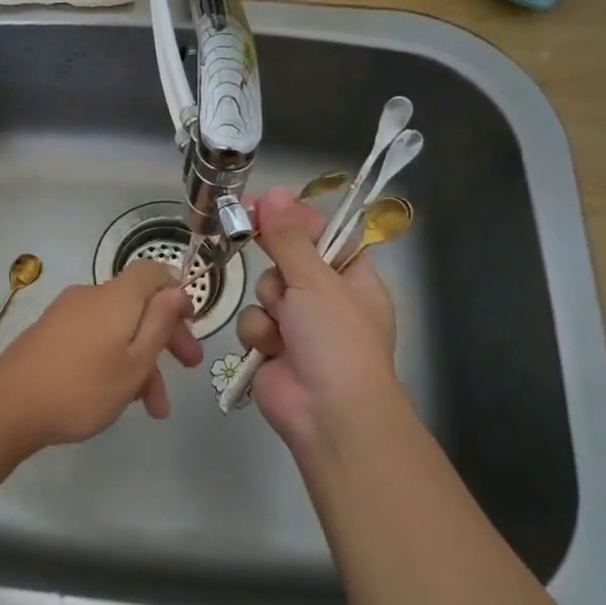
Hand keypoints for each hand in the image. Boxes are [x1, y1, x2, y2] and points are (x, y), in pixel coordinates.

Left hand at [0, 259, 202, 452]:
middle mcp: (90, 296)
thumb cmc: (83, 387)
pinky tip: (118, 397)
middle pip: (138, 304)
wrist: (8, 406)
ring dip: (140, 361)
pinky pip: (93, 338)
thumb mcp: (134, 363)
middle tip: (189, 369)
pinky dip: (112, 360)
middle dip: (166, 336)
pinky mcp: (50, 334)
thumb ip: (159, 324)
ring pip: (117, 329)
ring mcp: (66, 315)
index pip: (152, 272)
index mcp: (116, 297)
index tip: (189, 324)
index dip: (175, 293)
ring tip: (153, 409)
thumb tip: (176, 289)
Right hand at [235, 186, 403, 453]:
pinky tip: (271, 350)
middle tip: (258, 248)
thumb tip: (274, 192)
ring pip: (264, 293)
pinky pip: (252, 323)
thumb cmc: (336, 339)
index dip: (295, 220)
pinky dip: (258, 334)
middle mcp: (326, 300)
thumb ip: (288, 237)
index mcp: (352, 279)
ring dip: (268, 306)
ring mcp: (298, 326)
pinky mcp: (271, 348)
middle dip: (276, 267)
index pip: (324, 236)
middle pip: (286, 262)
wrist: (327, 412)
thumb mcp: (316, 280)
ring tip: (284, 327)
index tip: (264, 204)